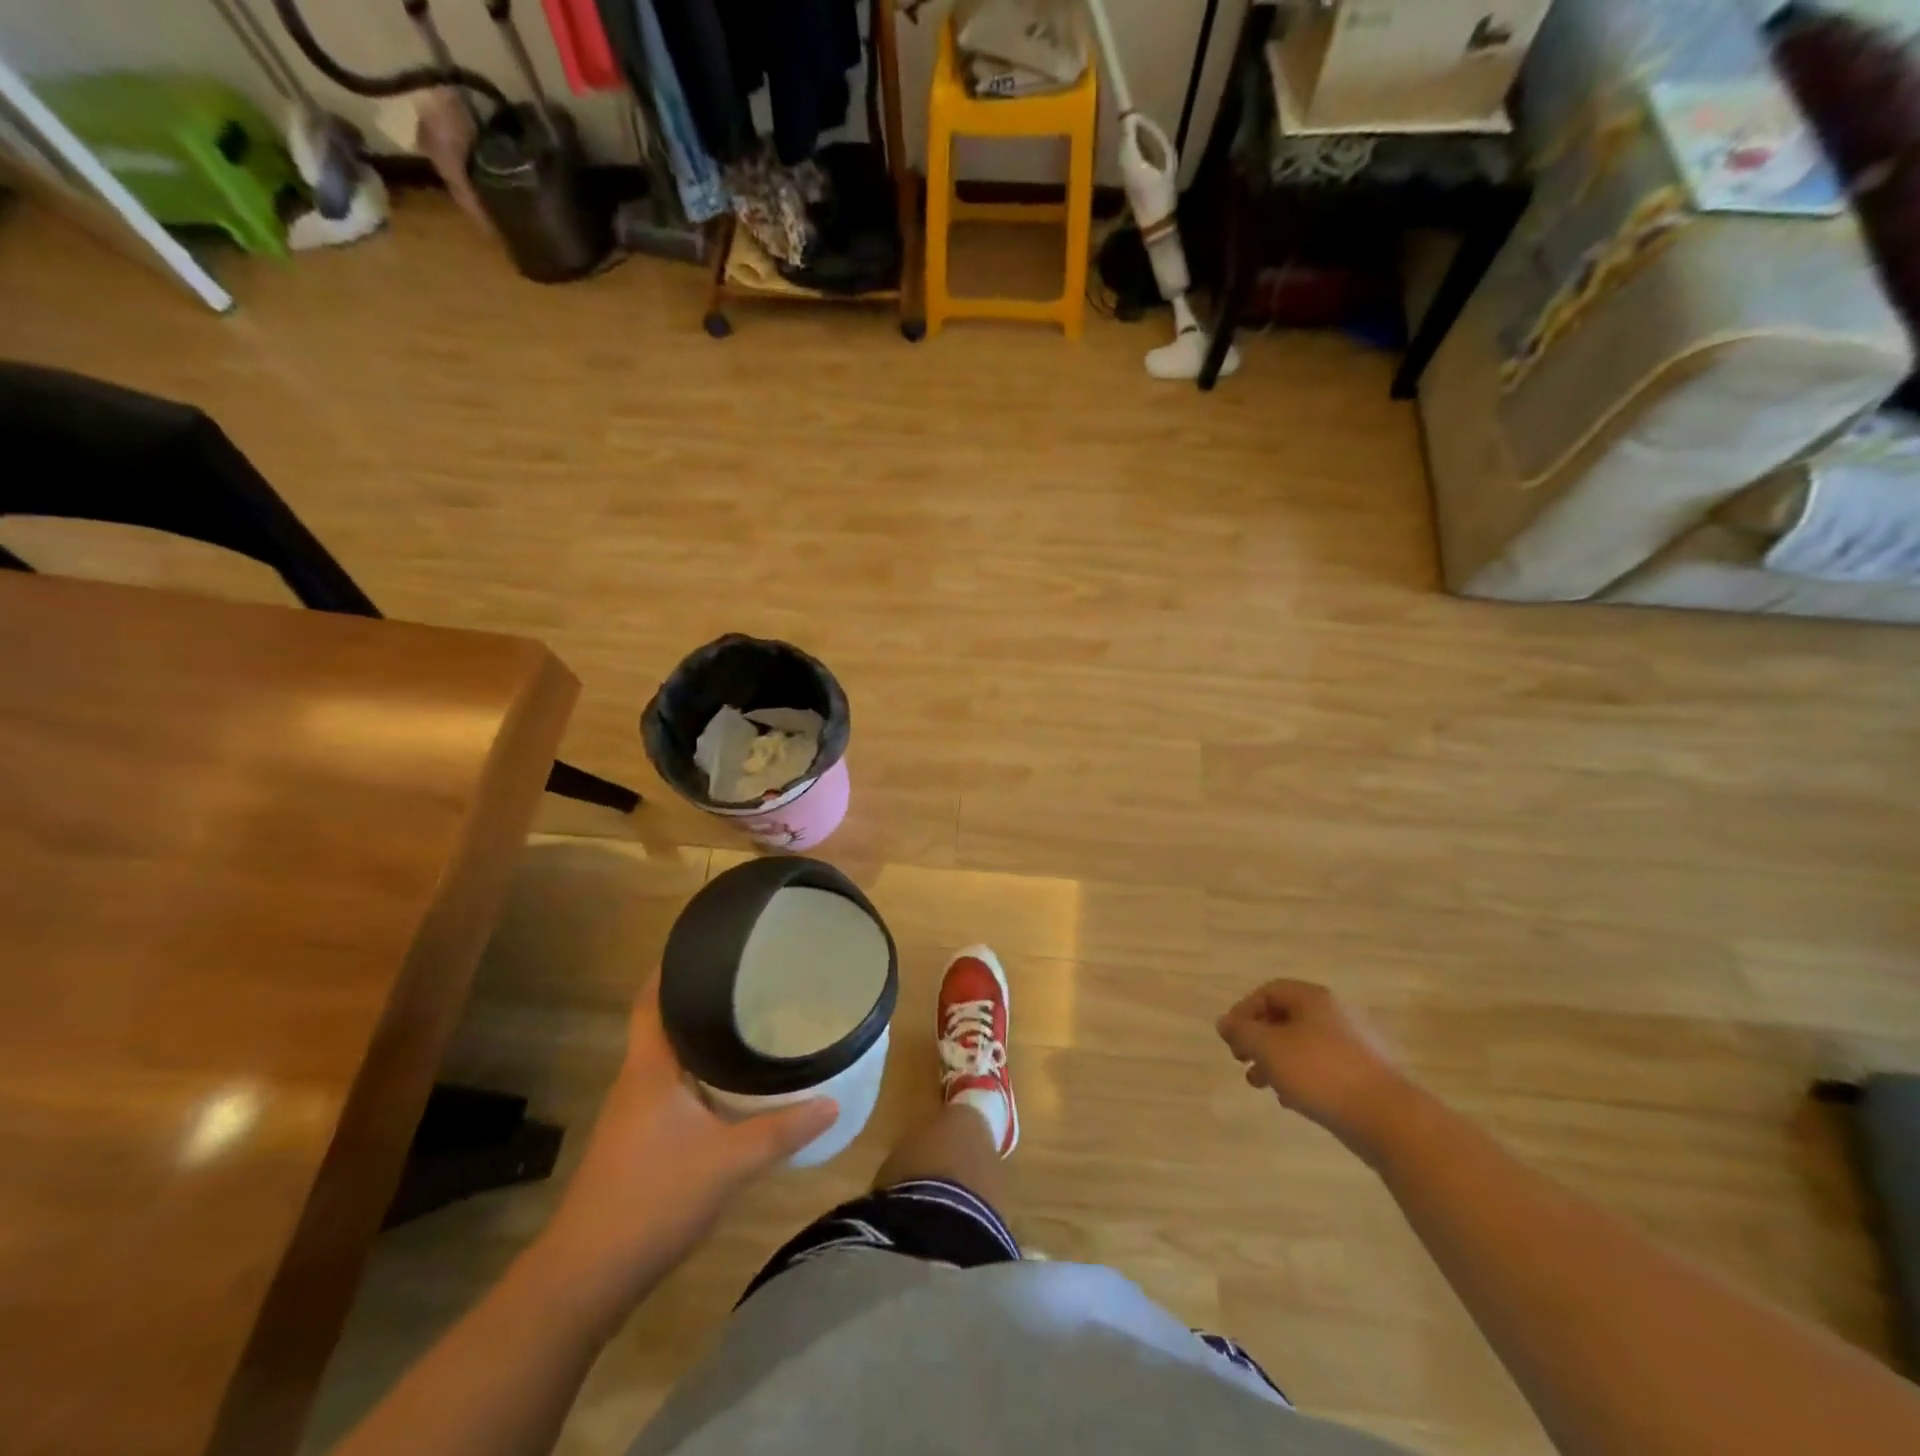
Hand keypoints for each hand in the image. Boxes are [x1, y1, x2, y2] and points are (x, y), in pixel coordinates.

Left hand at [541, 975, 835, 1299]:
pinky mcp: (636, 1144)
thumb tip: (832, 1101)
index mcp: (650, 1068)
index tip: (707, 945)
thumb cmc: (654, 1198)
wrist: (587, 1277)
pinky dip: (699, 1077)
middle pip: (663, 1025)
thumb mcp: (731, 1161)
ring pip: (669, 1060)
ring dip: (701, 1041)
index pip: (651, 1000)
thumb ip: (783, 1129)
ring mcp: (632, 1115)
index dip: (671, 968)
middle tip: (749, 982)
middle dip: (700, 1001)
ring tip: (749, 1025)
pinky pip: (671, 1090)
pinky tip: (730, 1088)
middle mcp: (636, 1082)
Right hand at [1217, 979, 1409, 1159]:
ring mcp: (1352, 1045)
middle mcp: (1334, 1014)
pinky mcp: (1362, 1074)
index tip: (1230, 1038)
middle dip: (1257, 1039)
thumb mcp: (1269, 1048)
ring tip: (1259, 1084)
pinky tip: (1289, 1100)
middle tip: (1240, 1060)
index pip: (1268, 992)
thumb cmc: (1321, 1072)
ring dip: (1274, 1061)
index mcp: (1313, 999)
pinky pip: (1320, 1066)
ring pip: (1301, 1045)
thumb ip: (1242, 1032)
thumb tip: (1225, 1022)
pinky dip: (1299, 1076)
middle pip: (1284, 1017)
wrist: (1388, 1118)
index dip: (1243, 1011)